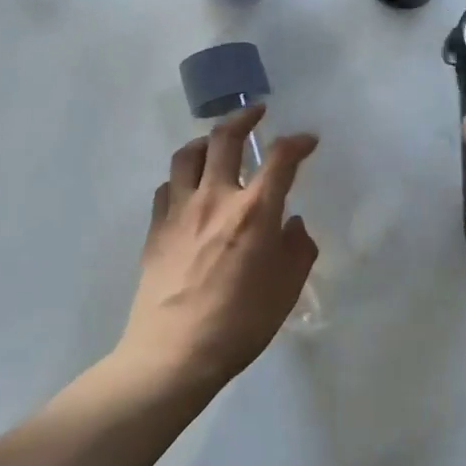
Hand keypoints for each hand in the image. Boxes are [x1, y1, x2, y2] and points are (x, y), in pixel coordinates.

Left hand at [116, 105, 318, 396]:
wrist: (174, 353)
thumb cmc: (240, 322)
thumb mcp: (287, 288)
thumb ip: (297, 248)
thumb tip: (292, 224)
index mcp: (255, 212)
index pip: (280, 158)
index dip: (298, 142)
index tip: (308, 141)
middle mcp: (216, 198)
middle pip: (225, 138)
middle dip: (245, 118)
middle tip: (257, 113)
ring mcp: (180, 210)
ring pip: (188, 154)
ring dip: (207, 141)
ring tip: (217, 144)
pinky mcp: (156, 228)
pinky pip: (168, 186)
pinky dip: (183, 177)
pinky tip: (190, 189)